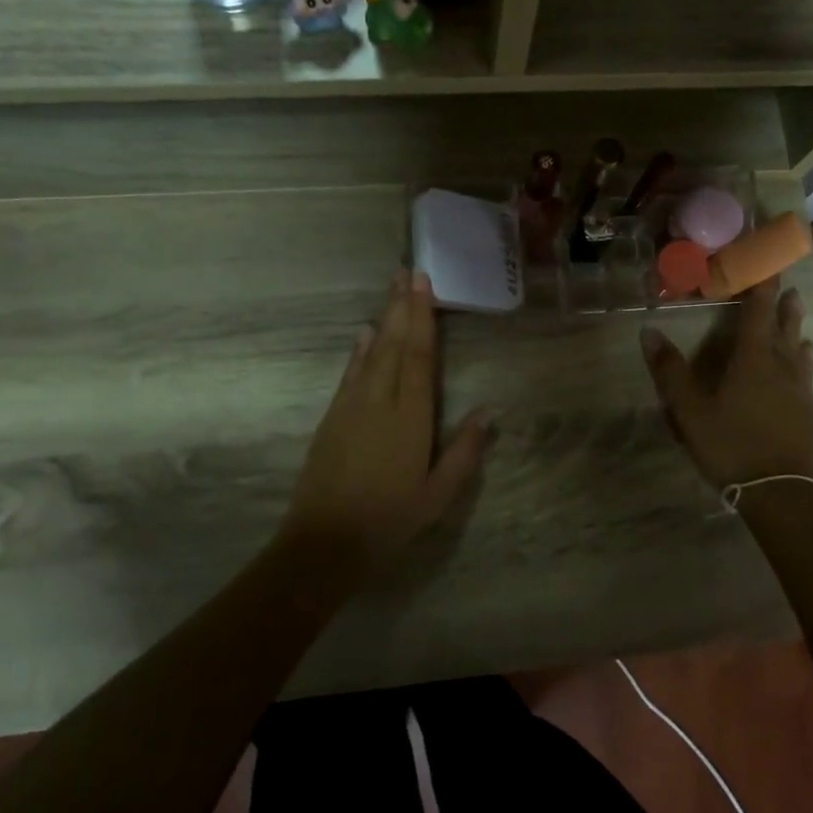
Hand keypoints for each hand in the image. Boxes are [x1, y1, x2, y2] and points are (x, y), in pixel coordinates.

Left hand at [282, 270, 492, 577]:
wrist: (324, 542)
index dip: (423, 318)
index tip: (424, 285)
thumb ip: (464, 452)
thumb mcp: (438, 495)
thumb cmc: (390, 520)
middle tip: (408, 270)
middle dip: (402, 306)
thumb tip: (488, 411)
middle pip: (394, 344)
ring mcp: (352, 406)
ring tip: (392, 289)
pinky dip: (360, 350)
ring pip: (372, 353)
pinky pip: (350, 373)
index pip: (419, 356)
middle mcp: (380, 401)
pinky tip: (366, 333)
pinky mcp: (333, 417)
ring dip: (384, 318)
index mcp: (410, 418)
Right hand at [641, 279, 812, 489]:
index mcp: (752, 359)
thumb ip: (670, 371)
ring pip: (798, 349)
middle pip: (785, 326)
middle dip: (784, 304)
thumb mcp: (689, 410)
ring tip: (797, 314)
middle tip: (788, 285)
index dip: (762, 286)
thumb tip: (649, 331)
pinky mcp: (805, 410)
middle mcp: (780, 366)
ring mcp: (797, 389)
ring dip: (796, 328)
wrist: (777, 490)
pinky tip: (804, 364)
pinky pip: (805, 372)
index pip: (758, 312)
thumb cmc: (730, 444)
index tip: (767, 263)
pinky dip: (803, 359)